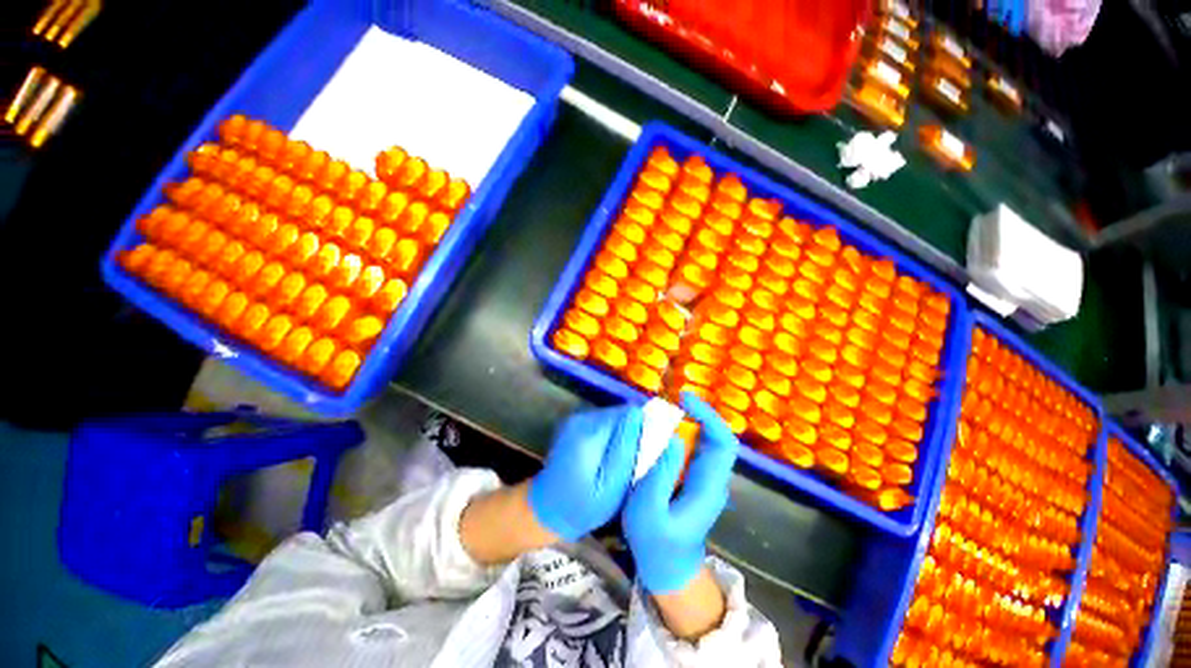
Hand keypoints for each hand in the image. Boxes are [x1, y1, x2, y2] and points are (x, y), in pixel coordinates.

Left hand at [528, 405, 642, 541]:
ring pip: (613, 418)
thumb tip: (640, 415)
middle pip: (620, 413)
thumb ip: (627, 447)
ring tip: (623, 461)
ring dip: (623, 434)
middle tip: (637, 459)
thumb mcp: (611, 484)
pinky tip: (610, 458)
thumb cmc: (582, 506)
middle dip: (633, 431)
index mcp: (590, 431)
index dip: (643, 426)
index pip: (628, 413)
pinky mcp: (575, 426)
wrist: (545, 511)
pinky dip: (612, 437)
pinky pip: (603, 424)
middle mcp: (581, 418)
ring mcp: (576, 420)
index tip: (651, 447)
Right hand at [624, 392, 739, 593]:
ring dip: (687, 422)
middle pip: (715, 437)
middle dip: (697, 414)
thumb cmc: (656, 544)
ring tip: (663, 412)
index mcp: (708, 486)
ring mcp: (704, 479)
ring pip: (704, 441)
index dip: (709, 416)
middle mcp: (713, 479)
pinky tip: (660, 432)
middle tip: (671, 400)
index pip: (723, 443)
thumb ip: (660, 474)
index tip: (685, 398)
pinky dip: (679, 434)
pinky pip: (692, 450)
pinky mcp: (693, 480)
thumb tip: (673, 437)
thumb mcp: (648, 510)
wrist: (667, 570)